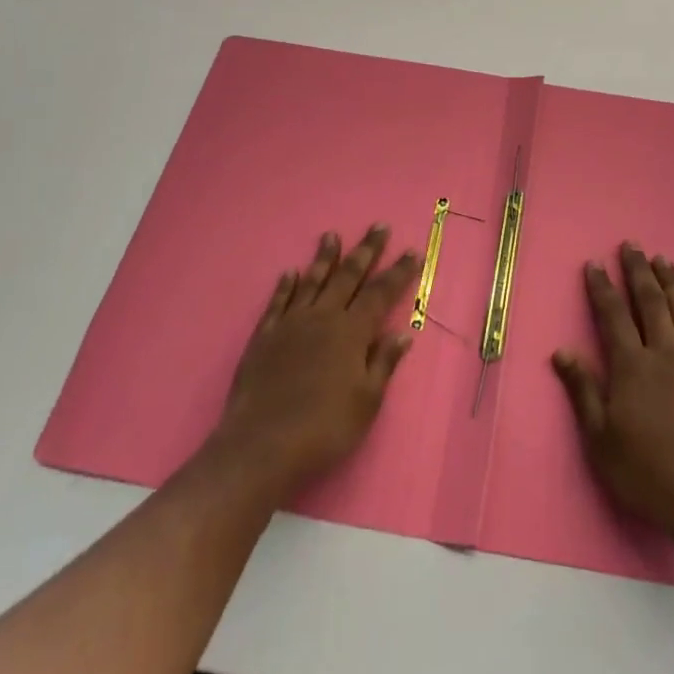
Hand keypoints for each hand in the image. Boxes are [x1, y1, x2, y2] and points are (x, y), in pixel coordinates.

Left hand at [210, 226, 419, 499]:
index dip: (398, 272)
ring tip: (331, 235)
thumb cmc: (324, 429)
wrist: (262, 446)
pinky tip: (290, 273)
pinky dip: (285, 285)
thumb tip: (403, 333)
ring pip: (311, 281)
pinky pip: (277, 302)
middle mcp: (323, 318)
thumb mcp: (367, 402)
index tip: (411, 252)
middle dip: (366, 251)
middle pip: (348, 276)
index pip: (381, 293)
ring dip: (324, 257)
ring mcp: (290, 324)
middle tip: (379, 226)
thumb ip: (383, 363)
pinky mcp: (264, 337)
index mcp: (352, 332)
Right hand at [553, 242, 673, 545]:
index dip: (602, 287)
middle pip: (650, 303)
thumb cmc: (645, 472)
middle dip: (639, 272)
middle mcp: (666, 354)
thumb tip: (562, 350)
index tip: (595, 263)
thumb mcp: (600, 437)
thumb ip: (583, 390)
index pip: (613, 315)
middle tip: (633, 245)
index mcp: (632, 366)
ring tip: (665, 260)